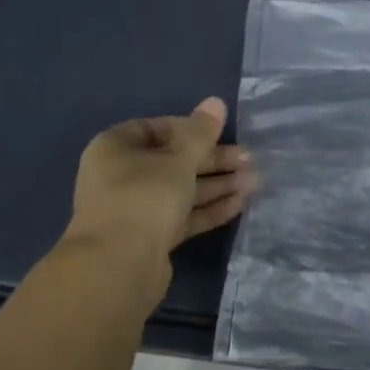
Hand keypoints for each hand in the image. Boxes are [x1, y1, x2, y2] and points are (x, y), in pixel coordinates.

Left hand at [64, 96, 257, 274]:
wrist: (118, 268)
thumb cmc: (144, 198)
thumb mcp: (178, 159)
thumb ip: (201, 132)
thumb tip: (216, 101)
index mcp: (115, 148)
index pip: (156, 128)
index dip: (190, 128)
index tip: (221, 133)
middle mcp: (121, 176)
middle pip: (172, 160)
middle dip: (212, 160)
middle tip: (249, 159)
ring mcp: (135, 209)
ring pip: (181, 190)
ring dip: (217, 184)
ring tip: (255, 181)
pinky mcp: (149, 238)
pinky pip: (182, 216)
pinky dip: (208, 209)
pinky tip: (240, 203)